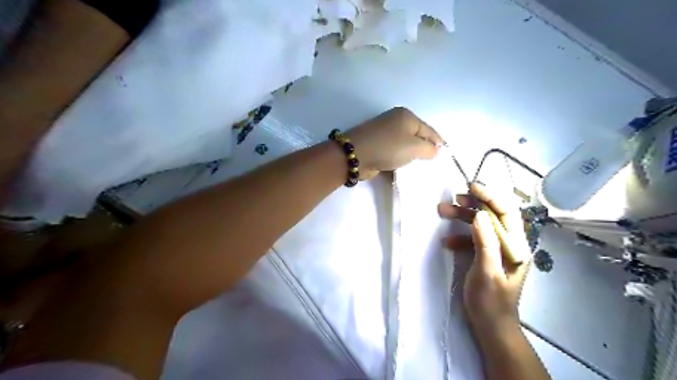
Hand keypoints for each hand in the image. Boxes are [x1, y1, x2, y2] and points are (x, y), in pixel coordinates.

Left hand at [349, 106, 445, 177]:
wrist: (356, 155)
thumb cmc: (388, 147)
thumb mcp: (414, 147)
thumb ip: (429, 149)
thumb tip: (435, 150)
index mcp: (406, 116)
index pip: (429, 130)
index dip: (439, 142)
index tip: (446, 155)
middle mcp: (395, 121)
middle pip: (416, 137)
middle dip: (425, 150)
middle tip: (433, 164)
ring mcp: (385, 134)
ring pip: (405, 146)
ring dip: (411, 157)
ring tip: (421, 169)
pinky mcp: (377, 146)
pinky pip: (394, 153)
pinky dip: (400, 160)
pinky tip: (405, 169)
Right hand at [440, 183, 533, 331]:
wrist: (490, 326)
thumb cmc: (490, 301)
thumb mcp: (487, 272)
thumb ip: (485, 243)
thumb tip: (479, 215)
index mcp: (516, 246)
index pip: (507, 212)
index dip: (490, 196)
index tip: (471, 186)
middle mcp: (509, 244)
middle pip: (493, 215)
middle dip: (473, 204)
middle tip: (453, 198)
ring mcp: (497, 250)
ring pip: (480, 225)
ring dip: (462, 217)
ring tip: (443, 211)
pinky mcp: (485, 256)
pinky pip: (473, 238)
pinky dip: (459, 236)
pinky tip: (446, 242)